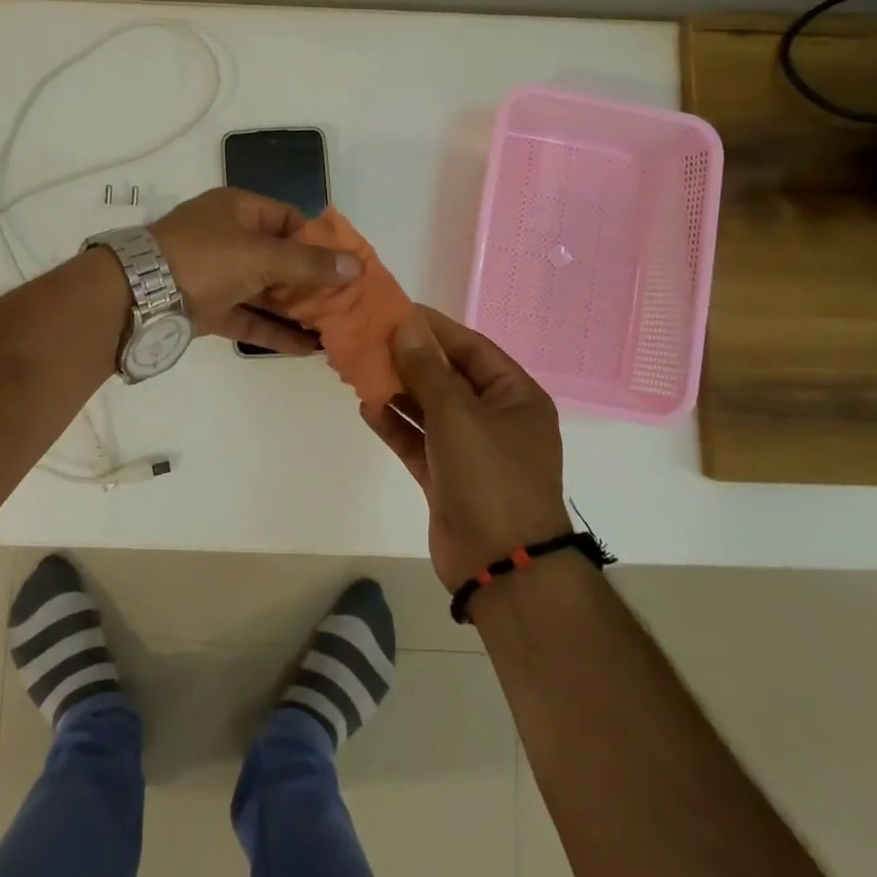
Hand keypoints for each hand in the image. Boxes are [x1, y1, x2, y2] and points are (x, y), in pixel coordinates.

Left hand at [150, 188, 358, 353]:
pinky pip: (249, 318)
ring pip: (265, 291)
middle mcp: (229, 238)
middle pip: (280, 258)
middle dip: (312, 282)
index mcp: (238, 209)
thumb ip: (308, 264)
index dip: (319, 241)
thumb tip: (356, 266)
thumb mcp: (260, 255)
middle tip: (347, 304)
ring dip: (296, 309)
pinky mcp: (208, 309)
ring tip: (334, 329)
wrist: (136, 296)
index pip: (289, 219)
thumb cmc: (204, 259)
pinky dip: (274, 331)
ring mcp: (217, 275)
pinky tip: (306, 349)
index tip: (346, 266)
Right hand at [362, 308, 570, 588]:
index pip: (472, 348)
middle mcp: (496, 419)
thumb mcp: (458, 414)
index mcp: (515, 396)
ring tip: (360, 369)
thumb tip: (405, 328)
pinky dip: (396, 426)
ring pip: (430, 410)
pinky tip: (367, 408)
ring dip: (399, 392)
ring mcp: (472, 451)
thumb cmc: (490, 475)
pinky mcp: (448, 478)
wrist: (501, 565)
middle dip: (411, 360)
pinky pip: (419, 442)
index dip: (435, 328)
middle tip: (370, 338)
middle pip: (449, 378)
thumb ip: (427, 370)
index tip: (397, 311)